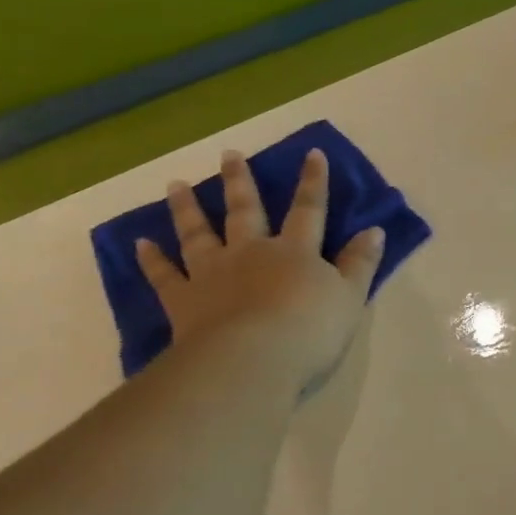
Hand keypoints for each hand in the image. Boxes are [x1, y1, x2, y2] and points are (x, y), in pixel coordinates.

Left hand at [136, 148, 384, 387]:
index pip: (308, 209)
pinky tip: (139, 243)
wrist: (253, 361)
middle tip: (229, 154)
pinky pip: (164, 275)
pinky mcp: (184, 300)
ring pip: (198, 233)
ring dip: (187, 208)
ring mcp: (213, 273)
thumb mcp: (350, 297)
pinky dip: (152, 259)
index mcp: (295, 251)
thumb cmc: (310, 330)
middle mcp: (251, 252)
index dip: (313, 182)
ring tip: (176, 184)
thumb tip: (375, 230)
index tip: (312, 153)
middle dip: (239, 181)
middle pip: (244, 210)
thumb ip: (360, 263)